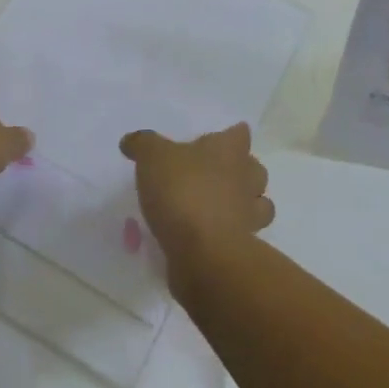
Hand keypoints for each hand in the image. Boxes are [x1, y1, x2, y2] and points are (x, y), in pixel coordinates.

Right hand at [119, 122, 272, 267]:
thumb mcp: (152, 158)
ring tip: (218, 206)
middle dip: (241, 170)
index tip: (218, 138)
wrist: (204, 253)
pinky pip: (242, 235)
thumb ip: (142, 144)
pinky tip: (209, 235)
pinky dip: (231, 233)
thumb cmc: (183, 192)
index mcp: (229, 151)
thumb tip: (130, 140)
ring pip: (258, 203)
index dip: (230, 135)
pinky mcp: (244, 247)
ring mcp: (249, 215)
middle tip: (214, 173)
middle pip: (254, 168)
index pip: (240, 134)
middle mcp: (247, 179)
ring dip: (244, 203)